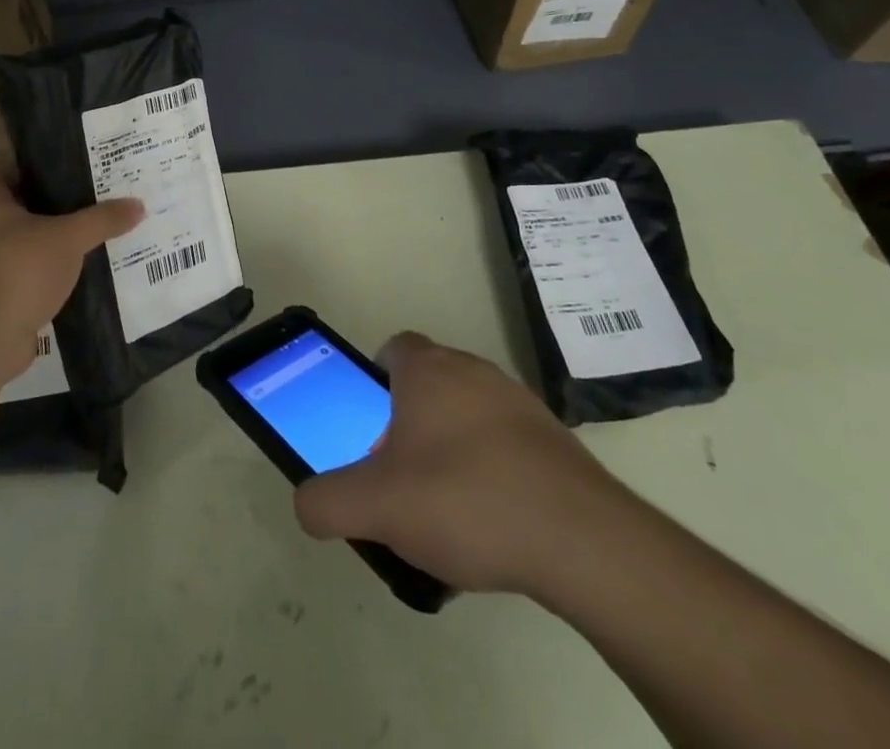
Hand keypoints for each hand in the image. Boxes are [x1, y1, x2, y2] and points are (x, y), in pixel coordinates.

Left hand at [0, 171, 143, 381]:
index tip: (62, 171)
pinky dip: (50, 282)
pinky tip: (80, 282)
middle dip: (51, 210)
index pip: (1, 174)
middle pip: (18, 212)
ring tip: (91, 242)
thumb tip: (138, 204)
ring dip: (52, 249)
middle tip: (90, 204)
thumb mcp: (68, 238)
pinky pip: (29, 283)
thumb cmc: (19, 270)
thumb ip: (102, 220)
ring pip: (26, 250)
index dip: (28, 169)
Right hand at [293, 332, 626, 597]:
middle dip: (410, 421)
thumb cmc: (465, 500)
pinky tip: (493, 523)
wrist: (583, 541)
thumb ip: (326, 502)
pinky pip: (508, 445)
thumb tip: (307, 503)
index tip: (370, 423)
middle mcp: (474, 371)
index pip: (393, 348)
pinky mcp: (556, 441)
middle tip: (401, 472)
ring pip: (469, 413)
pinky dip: (494, 472)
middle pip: (430, 382)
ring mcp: (520, 403)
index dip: (375, 379)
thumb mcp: (376, 506)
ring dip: (453, 447)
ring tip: (447, 508)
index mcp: (429, 371)